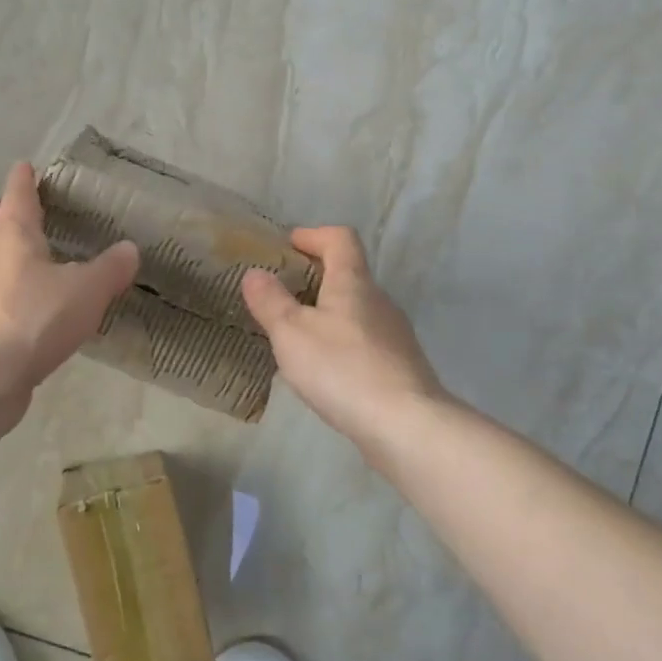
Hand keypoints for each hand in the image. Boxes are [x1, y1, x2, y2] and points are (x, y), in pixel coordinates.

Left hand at [0, 162, 139, 404]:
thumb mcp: (87, 292)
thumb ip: (110, 269)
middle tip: (14, 216)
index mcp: (13, 236)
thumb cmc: (35, 320)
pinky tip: (4, 304)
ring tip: (7, 260)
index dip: (23, 179)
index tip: (25, 167)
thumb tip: (130, 249)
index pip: (17, 194)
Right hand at [241, 227, 445, 449]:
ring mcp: (395, 335)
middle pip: (350, 274)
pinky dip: (342, 342)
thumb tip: (255, 273)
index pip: (340, 239)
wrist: (406, 425)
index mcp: (353, 283)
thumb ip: (270, 301)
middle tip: (283, 293)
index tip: (289, 244)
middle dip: (316, 276)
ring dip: (328, 311)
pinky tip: (326, 369)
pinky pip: (365, 341)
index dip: (314, 235)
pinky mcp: (401, 366)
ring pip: (358, 310)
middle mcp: (379, 301)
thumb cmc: (342, 369)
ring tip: (298, 334)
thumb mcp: (291, 333)